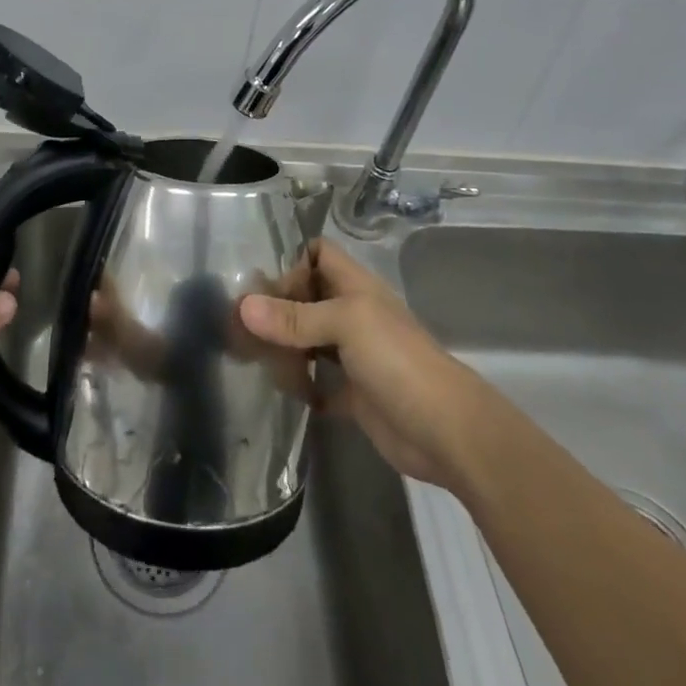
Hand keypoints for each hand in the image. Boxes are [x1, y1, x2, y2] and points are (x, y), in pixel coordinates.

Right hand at [239, 238, 475, 489]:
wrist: (446, 431)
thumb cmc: (397, 360)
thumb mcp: (345, 324)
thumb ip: (294, 317)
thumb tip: (243, 307)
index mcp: (355, 287)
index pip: (318, 254)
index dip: (291, 262)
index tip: (262, 285)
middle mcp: (352, 315)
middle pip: (306, 298)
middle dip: (276, 308)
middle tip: (239, 326)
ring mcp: (353, 355)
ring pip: (308, 340)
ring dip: (283, 347)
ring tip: (250, 357)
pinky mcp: (352, 394)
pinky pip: (316, 383)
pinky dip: (299, 386)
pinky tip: (280, 390)